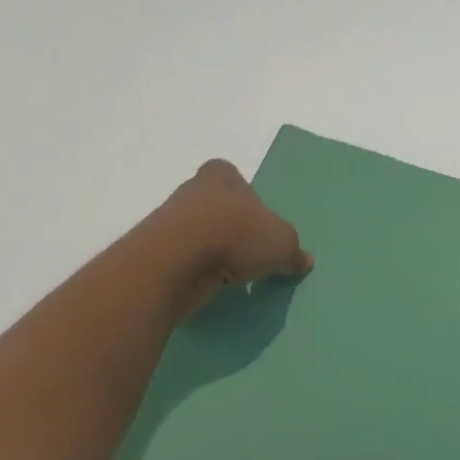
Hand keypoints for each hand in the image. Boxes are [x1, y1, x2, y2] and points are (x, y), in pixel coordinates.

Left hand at [141, 159, 312, 316]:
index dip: (244, 196)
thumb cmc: (237, 234)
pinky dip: (196, 269)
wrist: (176, 260)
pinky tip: (211, 283)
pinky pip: (183, 258)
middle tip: (250, 250)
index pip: (231, 176)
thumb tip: (304, 261)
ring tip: (233, 273)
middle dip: (230, 226)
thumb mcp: (282, 243)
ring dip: (212, 250)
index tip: (255, 219)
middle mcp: (192, 191)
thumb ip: (293, 252)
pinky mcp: (155, 252)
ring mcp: (168, 221)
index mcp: (222, 176)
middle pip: (215, 205)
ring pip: (197, 233)